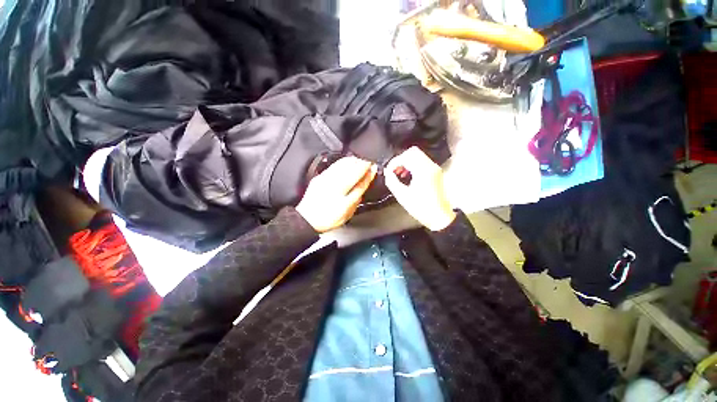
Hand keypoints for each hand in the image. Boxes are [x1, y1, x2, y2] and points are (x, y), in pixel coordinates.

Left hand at [297, 157, 376, 232]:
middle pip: (351, 173)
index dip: (368, 175)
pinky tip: (346, 161)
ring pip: (342, 167)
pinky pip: (333, 167)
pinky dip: (341, 162)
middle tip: (369, 161)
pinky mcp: (320, 178)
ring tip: (360, 159)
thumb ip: (356, 201)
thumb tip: (362, 189)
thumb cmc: (328, 219)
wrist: (307, 219)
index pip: (359, 185)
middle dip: (362, 165)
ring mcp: (326, 182)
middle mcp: (335, 189)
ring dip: (352, 162)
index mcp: (344, 200)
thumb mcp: (346, 215)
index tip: (373, 168)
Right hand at [385, 147, 455, 230]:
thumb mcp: (402, 196)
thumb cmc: (421, 207)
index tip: (388, 172)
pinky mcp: (435, 172)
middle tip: (394, 171)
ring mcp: (434, 168)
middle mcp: (430, 166)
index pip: (406, 156)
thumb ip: (392, 181)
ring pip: (418, 156)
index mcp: (423, 171)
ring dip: (406, 162)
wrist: (439, 216)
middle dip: (400, 160)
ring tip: (399, 174)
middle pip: (413, 152)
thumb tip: (387, 172)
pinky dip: (412, 165)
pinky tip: (407, 176)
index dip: (394, 162)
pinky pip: (422, 162)